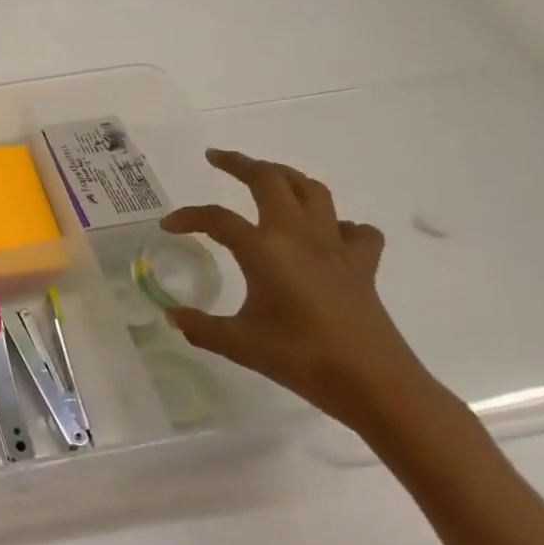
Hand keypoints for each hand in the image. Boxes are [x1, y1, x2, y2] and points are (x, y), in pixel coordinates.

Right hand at [160, 149, 444, 433]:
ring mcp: (335, 247)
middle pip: (269, 179)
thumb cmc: (302, 360)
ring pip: (312, 191)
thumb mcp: (238, 344)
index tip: (168, 227)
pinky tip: (326, 235)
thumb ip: (200, 326)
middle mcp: (299, 236)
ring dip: (285, 177)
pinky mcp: (362, 266)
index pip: (216, 219)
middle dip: (239, 163)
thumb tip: (173, 316)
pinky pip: (355, 230)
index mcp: (264, 249)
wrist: (376, 386)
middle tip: (216, 158)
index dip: (187, 217)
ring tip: (266, 177)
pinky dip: (338, 224)